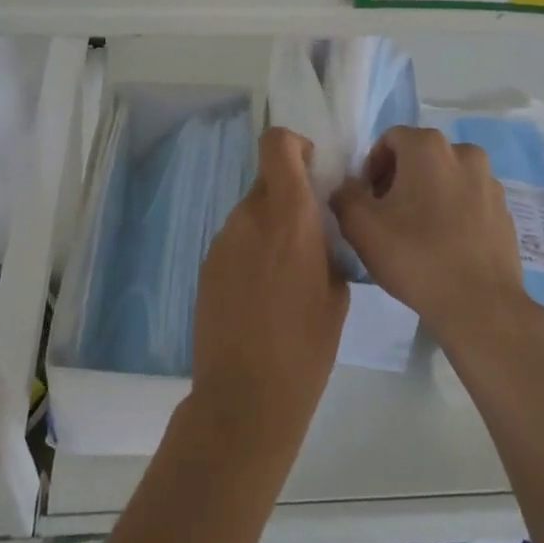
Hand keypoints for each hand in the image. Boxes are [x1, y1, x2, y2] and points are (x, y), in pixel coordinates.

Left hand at [191, 128, 347, 446]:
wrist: (245, 397)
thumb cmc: (306, 347)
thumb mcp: (336, 293)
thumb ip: (326, 246)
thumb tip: (317, 232)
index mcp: (288, 216)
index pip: (277, 145)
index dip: (294, 145)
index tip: (312, 170)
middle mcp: (249, 217)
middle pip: (267, 181)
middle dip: (289, 196)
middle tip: (307, 235)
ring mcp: (222, 241)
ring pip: (251, 213)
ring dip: (269, 227)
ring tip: (285, 275)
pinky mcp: (206, 265)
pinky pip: (235, 241)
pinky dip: (251, 251)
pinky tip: (260, 295)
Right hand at [330, 126, 531, 349]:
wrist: (480, 305)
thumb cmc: (415, 256)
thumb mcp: (361, 226)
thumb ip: (345, 195)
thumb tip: (348, 188)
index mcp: (429, 147)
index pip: (390, 140)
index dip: (372, 167)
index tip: (367, 200)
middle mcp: (464, 153)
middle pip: (420, 156)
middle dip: (400, 178)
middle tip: (387, 216)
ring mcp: (490, 182)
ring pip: (447, 177)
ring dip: (428, 194)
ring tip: (417, 232)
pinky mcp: (505, 212)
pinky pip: (470, 201)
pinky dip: (454, 212)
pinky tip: (444, 245)